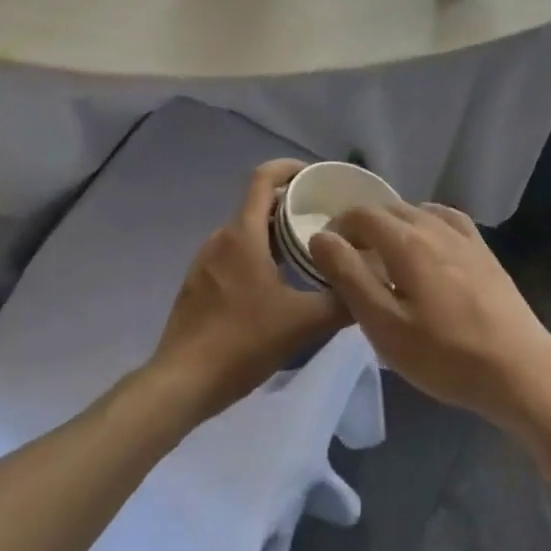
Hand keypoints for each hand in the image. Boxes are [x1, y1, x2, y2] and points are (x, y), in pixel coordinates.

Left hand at [150, 159, 347, 422]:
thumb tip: (369, 283)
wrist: (182, 382)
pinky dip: (257, 255)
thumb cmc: (242, 342)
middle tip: (324, 221)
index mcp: (243, 234)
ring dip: (274, 234)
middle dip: (291, 206)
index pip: (263, 178)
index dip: (289, 168)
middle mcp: (221, 237)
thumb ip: (341, 301)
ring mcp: (205, 260)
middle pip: (258, 205)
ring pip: (246, 232)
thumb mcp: (302, 323)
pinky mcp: (198, 283)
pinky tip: (276, 285)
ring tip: (306, 253)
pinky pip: (233, 254)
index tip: (315, 176)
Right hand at [309, 202, 550, 430]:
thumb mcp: (385, 326)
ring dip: (393, 225)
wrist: (519, 370)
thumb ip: (349, 277)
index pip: (361, 214)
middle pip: (388, 209)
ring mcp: (463, 235)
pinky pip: (445, 218)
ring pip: (416, 211)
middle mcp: (434, 225)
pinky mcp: (483, 249)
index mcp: (406, 240)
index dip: (338, 227)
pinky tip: (426, 244)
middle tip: (351, 260)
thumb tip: (320, 237)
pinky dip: (424, 223)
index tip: (326, 254)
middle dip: (363, 226)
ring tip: (384, 257)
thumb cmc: (445, 355)